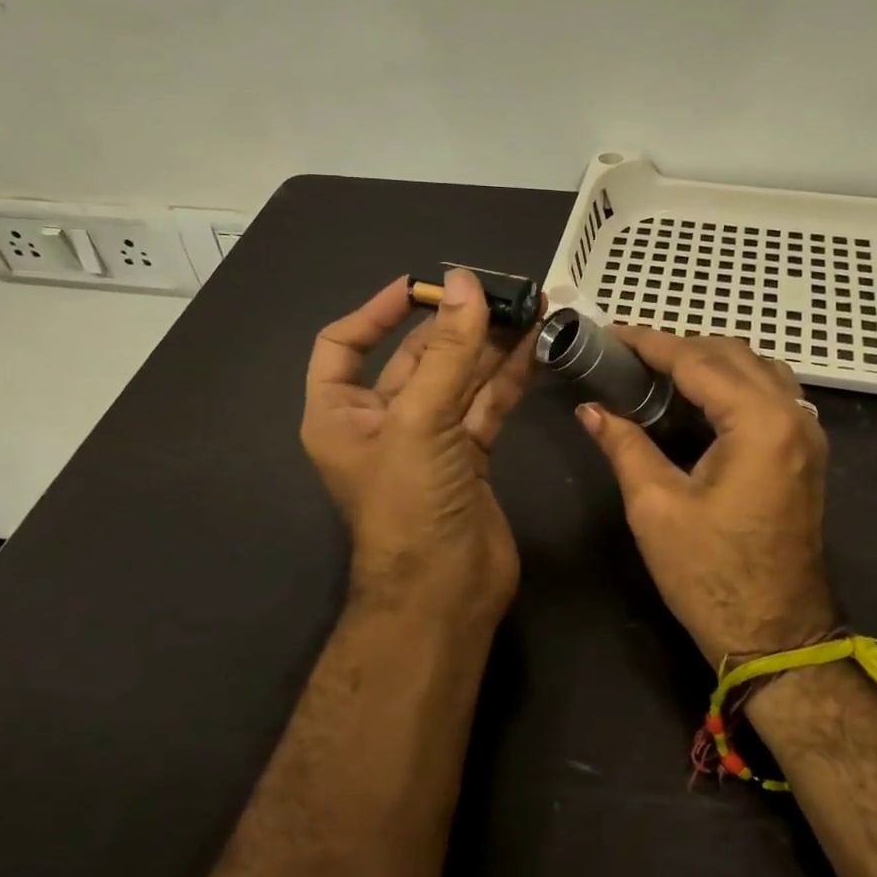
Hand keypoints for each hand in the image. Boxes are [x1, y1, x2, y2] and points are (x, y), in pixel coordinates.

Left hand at [302, 269, 536, 625]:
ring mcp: (429, 439)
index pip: (343, 344)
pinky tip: (536, 347)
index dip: (377, 312)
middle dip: (456, 324)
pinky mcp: (469, 456)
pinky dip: (509, 377)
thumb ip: (449, 352)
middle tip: (500, 290)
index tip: (421, 286)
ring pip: (459, 379)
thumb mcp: (421, 421)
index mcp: (340, 413)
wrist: (444, 593)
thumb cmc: (410, 504)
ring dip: (490, 346)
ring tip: (529, 308)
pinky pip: (486, 404)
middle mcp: (381, 421)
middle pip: (415, 358)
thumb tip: (467, 283)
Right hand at [576, 330, 832, 665]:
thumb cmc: (710, 574)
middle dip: (678, 347)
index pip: (698, 361)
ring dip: (709, 361)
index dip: (650, 343)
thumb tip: (590, 409)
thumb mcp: (655, 506)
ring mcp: (807, 435)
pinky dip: (733, 383)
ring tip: (658, 371)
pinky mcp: (805, 454)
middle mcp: (793, 416)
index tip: (611, 333)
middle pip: (732, 354)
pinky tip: (698, 398)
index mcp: (760, 423)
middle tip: (627, 355)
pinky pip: (770, 394)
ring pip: (757, 369)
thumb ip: (624, 445)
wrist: (774, 636)